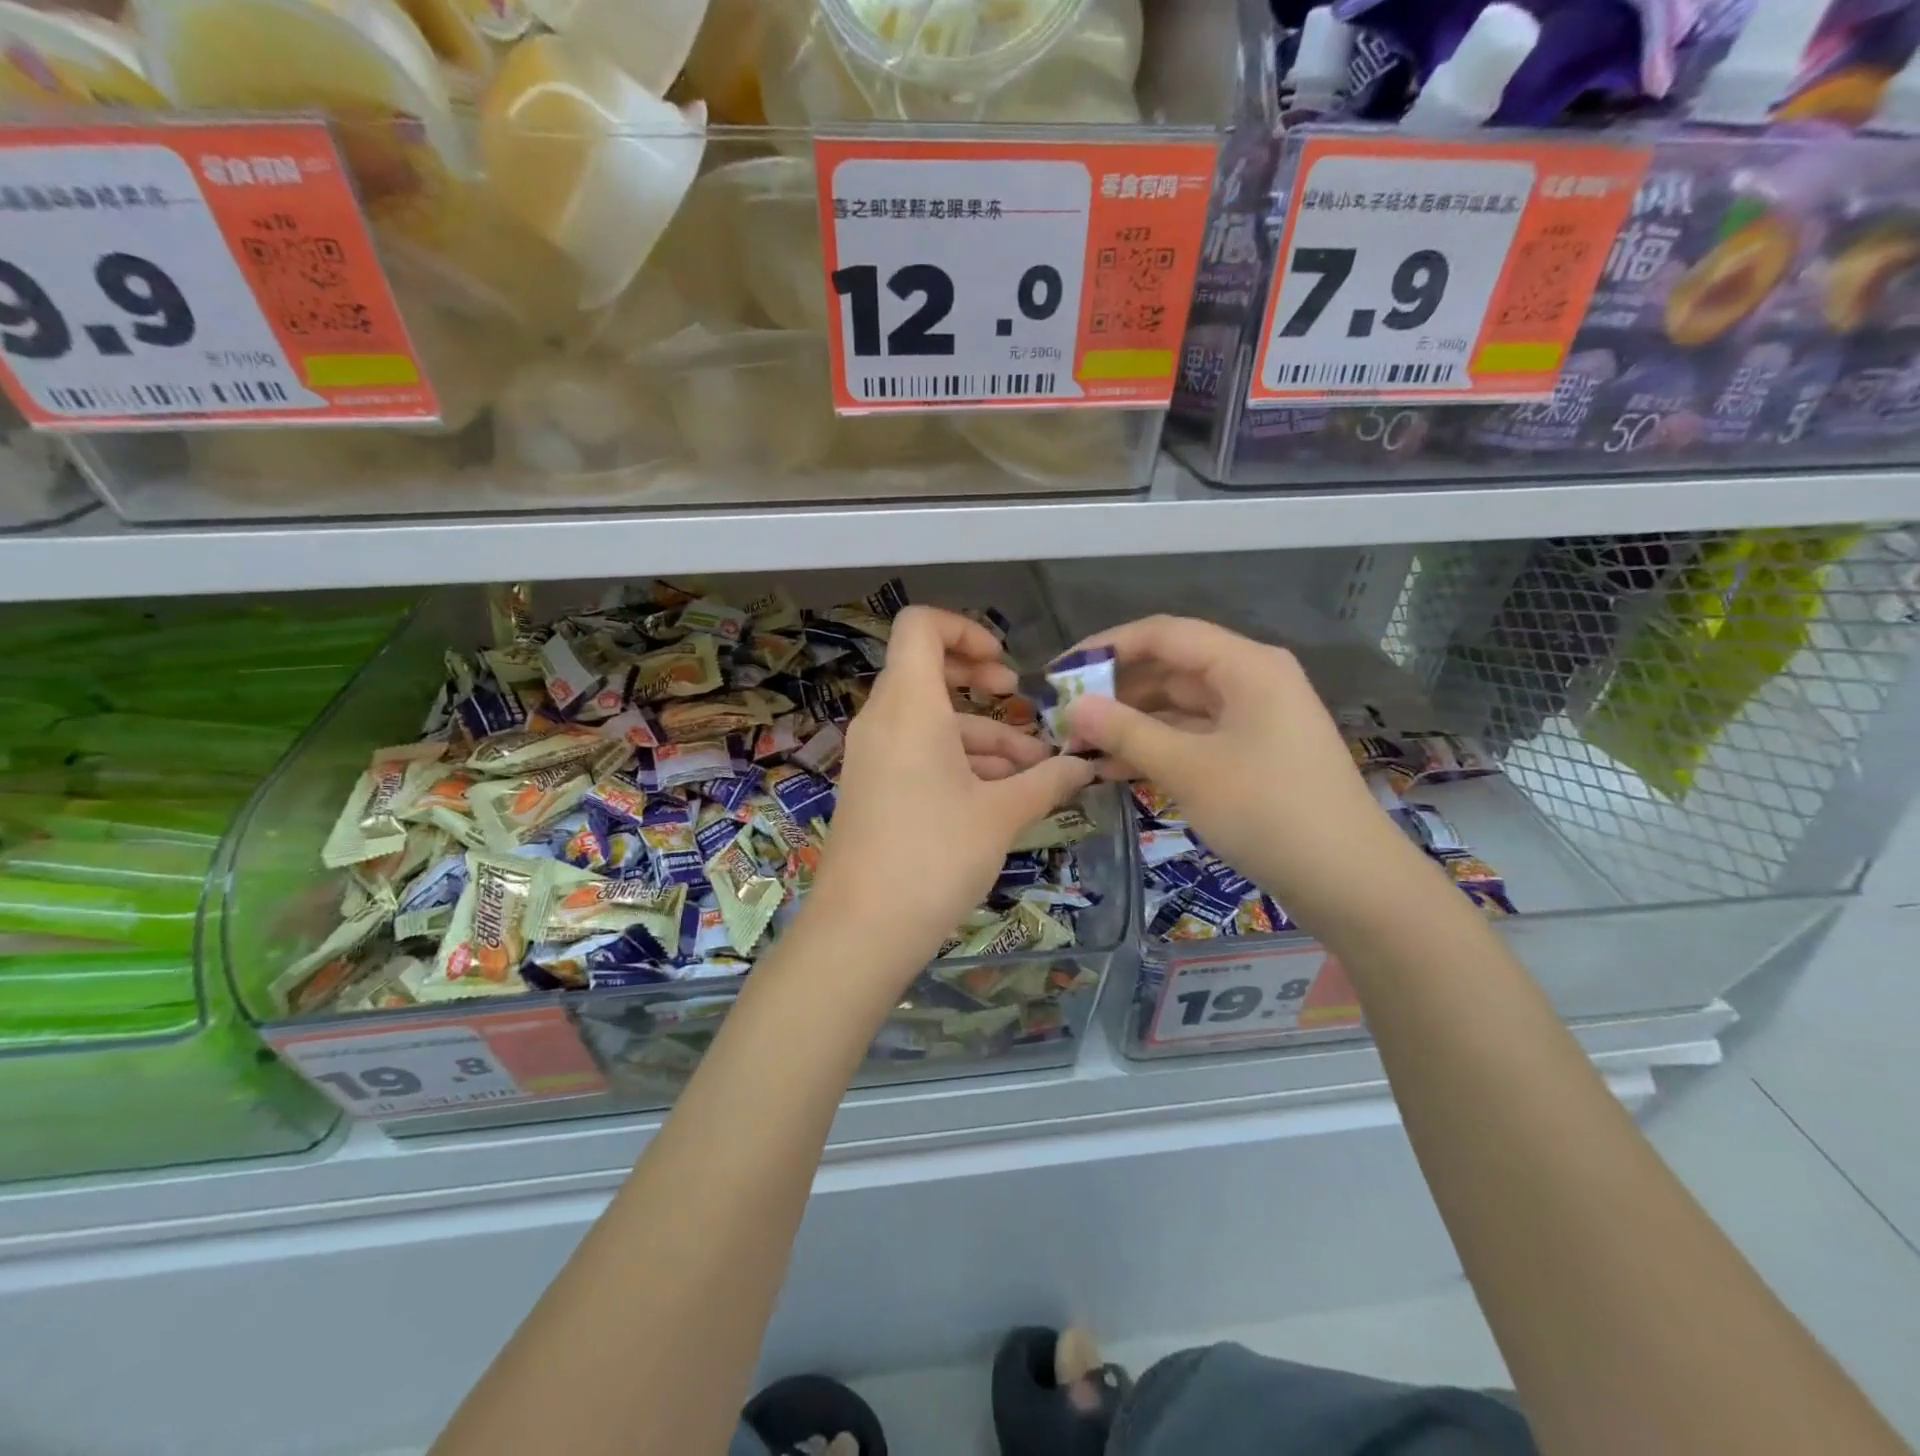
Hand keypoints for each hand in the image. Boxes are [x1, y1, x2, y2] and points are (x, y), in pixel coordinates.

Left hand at [807, 606, 1095, 974]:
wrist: (862, 929)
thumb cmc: (935, 856)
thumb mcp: (1001, 814)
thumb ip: (1047, 781)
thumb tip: (1084, 764)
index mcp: (909, 706)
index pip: (920, 626)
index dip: (965, 628)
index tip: (1005, 665)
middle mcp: (882, 720)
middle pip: (928, 672)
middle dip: (981, 683)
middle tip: (1019, 701)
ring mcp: (873, 756)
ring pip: (931, 722)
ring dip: (982, 736)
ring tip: (1034, 772)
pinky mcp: (873, 788)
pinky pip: (917, 753)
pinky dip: (958, 761)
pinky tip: (1001, 796)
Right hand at [1062, 615, 1417, 931]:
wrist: (1349, 881)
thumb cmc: (1268, 811)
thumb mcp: (1188, 769)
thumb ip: (1126, 732)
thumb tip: (1073, 707)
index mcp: (1245, 665)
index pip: (1163, 635)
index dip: (1107, 647)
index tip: (1061, 672)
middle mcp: (1251, 680)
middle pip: (1170, 669)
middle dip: (1115, 691)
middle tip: (1065, 716)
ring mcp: (1254, 719)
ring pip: (1178, 707)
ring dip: (1131, 724)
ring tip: (1080, 747)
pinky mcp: (1252, 754)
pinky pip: (1194, 737)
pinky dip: (1156, 748)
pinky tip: (1114, 769)